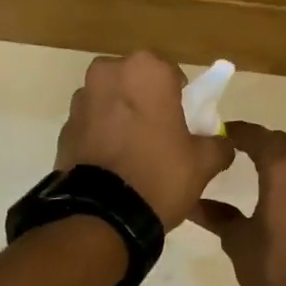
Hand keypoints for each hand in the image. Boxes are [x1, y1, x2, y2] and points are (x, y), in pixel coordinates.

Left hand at [56, 52, 233, 228]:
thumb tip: (222, 143)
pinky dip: (102, 138)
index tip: (185, 127)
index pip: (173, 76)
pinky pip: (92, 127)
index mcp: (146, 70)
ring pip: (111, 103)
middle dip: (147, 105)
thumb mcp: (203, 163)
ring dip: (122, 119)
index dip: (182, 101)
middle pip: (137, 85)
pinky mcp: (64, 128)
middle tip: (161, 140)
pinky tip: (113, 168)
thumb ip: (218, 145)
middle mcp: (108, 73)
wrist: (103, 215)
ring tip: (134, 157)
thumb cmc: (160, 175)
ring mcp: (80, 100)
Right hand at [189, 122, 285, 285]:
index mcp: (284, 173)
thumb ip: (218, 218)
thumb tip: (194, 204)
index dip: (239, 132)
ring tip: (253, 171)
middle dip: (259, 143)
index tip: (220, 134)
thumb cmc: (274, 268)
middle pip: (283, 146)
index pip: (260, 138)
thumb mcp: (238, 242)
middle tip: (234, 149)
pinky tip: (275, 199)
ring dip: (278, 161)